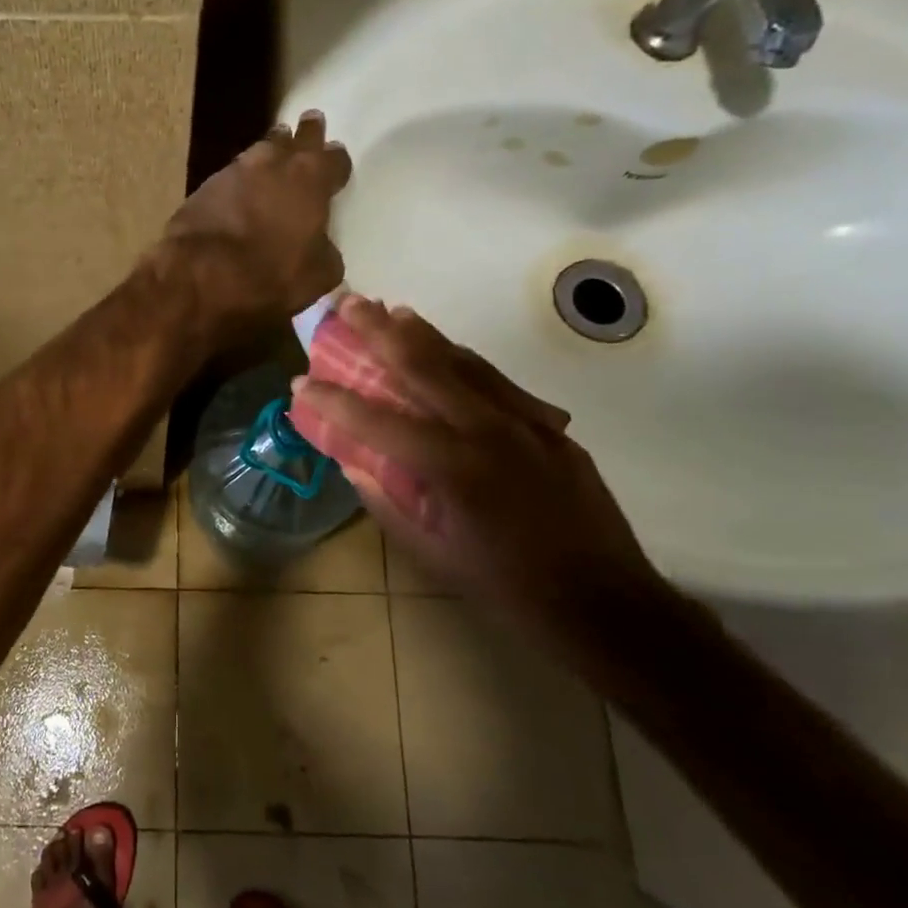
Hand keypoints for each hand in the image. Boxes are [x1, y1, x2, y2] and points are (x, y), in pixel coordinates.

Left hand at [155, 112, 351, 340]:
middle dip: (306, 134)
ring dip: (272, 148)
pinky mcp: (205, 185)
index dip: (337, 161)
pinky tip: (241, 187)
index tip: (337, 160)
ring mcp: (236, 170)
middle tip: (311, 124)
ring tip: (276, 149)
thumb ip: (326, 253)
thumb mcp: (317, 276)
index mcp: (311, 180)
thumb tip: (321, 248)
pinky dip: (242, 178)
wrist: (199, 273)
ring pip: (262, 149)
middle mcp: (275, 163)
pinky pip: (233, 174)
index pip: (334, 159)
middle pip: (296, 138)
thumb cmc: (269, 274)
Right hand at [291, 297, 664, 625]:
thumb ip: (388, 502)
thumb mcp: (433, 554)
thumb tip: (355, 464)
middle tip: (349, 304)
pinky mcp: (550, 428)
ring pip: (465, 363)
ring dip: (424, 335)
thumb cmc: (509, 589)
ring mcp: (526, 423)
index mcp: (453, 468)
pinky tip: (449, 353)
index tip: (301, 381)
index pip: (377, 422)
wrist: (606, 603)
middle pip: (424, 366)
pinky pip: (499, 383)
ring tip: (394, 312)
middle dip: (380, 332)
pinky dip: (465, 361)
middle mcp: (488, 431)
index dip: (334, 401)